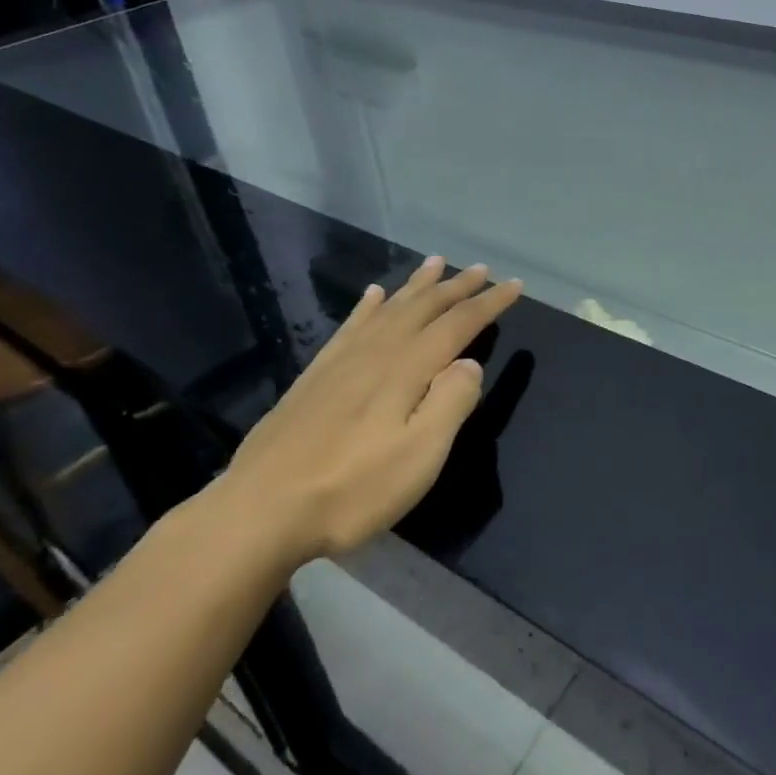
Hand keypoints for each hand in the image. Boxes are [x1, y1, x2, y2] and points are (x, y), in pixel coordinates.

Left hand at [215, 255, 522, 567]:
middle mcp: (377, 352)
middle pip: (425, 308)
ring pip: (389, 308)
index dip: (489, 303)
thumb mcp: (419, 457)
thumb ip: (451, 403)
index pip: (458, 324)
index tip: (515, 285)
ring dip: (417, 285)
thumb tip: (470, 363)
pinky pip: (351, 325)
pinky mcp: (316, 376)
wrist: (260, 512)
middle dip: (457, 286)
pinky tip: (373, 296)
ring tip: (435, 262)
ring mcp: (342, 361)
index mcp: (407, 369)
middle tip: (481, 268)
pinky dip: (368, 305)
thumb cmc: (351, 490)